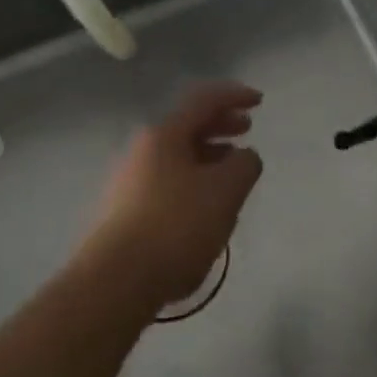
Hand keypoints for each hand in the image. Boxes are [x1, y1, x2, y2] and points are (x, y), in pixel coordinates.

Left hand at [86, 81, 263, 307]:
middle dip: (220, 125)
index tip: (259, 102)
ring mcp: (129, 182)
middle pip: (186, 126)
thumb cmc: (177, 226)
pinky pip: (168, 182)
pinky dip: (193, 180)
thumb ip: (245, 164)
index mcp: (164, 135)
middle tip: (246, 130)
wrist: (117, 280)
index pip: (203, 100)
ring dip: (208, 155)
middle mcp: (141, 151)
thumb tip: (243, 156)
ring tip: (232, 171)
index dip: (234, 96)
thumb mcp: (227, 190)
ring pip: (177, 156)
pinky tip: (207, 205)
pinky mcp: (125, 212)